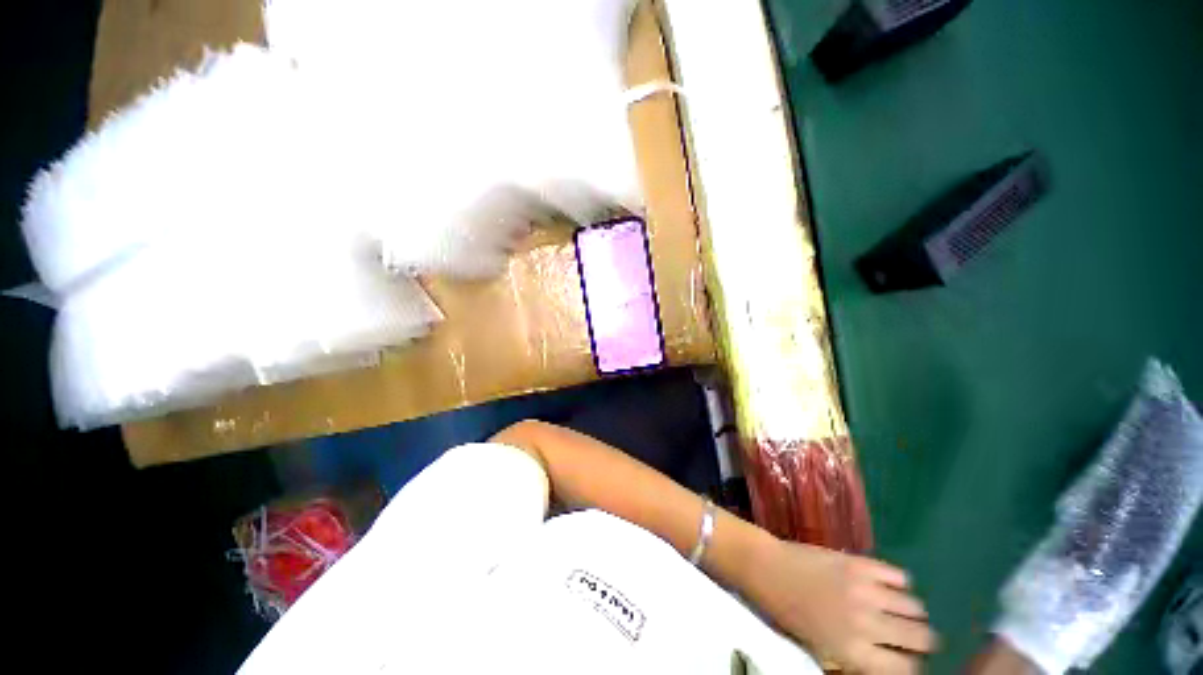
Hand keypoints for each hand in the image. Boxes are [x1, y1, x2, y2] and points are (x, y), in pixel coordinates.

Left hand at [747, 540, 937, 673]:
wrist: (769, 570)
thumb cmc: (791, 614)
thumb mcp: (824, 650)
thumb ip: (860, 659)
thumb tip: (891, 660)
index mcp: (855, 654)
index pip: (908, 670)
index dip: (913, 664)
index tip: (910, 658)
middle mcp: (868, 625)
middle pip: (921, 638)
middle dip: (921, 638)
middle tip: (913, 633)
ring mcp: (866, 591)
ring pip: (915, 607)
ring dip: (911, 610)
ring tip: (900, 608)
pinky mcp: (859, 564)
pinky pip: (899, 575)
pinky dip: (899, 581)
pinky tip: (887, 584)